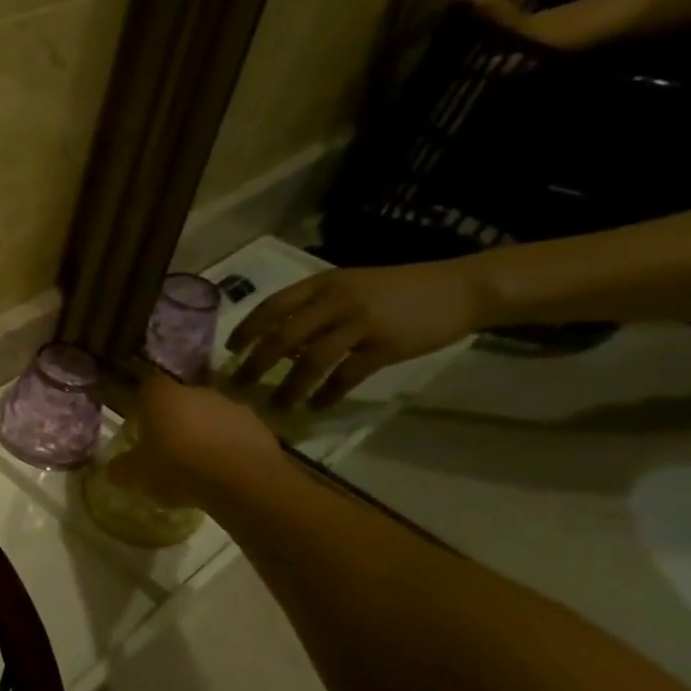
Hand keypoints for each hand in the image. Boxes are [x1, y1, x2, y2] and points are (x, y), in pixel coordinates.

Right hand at [113, 374, 281, 509]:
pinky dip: (230, 448)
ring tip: (199, 465)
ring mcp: (232, 407)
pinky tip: (224, 472)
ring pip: (211, 417)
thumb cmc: (177, 468)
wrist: (242, 480)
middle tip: (168, 450)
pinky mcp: (260, 427)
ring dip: (205, 434)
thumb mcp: (137, 474)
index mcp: (162, 396)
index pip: (147, 388)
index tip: (142, 429)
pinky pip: (237, 434)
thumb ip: (122, 469)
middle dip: (175, 421)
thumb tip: (112, 469)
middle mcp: (197, 392)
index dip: (143, 407)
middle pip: (181, 401)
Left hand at [228, 259, 488, 407]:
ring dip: (290, 386)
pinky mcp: (386, 347)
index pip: (271, 306)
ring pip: (311, 360)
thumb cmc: (396, 290)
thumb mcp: (347, 286)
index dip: (247, 329)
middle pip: (282, 337)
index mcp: (321, 284)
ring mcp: (360, 324)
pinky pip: (346, 376)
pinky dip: (328, 393)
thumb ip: (312, 309)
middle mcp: (335, 301)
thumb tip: (276, 345)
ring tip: (276, 405)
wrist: (460, 289)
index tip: (230, 350)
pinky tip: (317, 406)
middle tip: (239, 385)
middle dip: (256, 364)